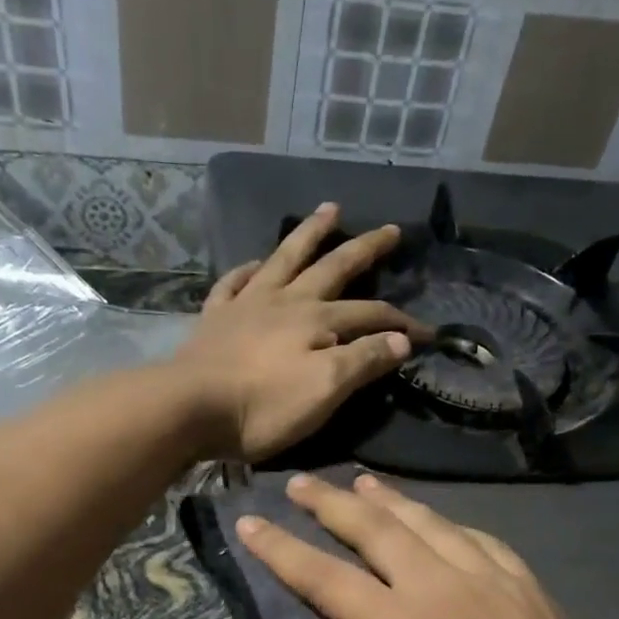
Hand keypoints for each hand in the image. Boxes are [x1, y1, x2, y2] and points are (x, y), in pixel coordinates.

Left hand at [173, 203, 431, 460]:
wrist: (190, 408)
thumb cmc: (264, 407)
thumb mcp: (325, 390)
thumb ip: (364, 361)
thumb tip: (401, 339)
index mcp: (317, 321)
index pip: (371, 315)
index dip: (402, 323)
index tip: (428, 333)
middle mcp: (286, 301)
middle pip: (333, 268)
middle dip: (365, 249)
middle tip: (390, 229)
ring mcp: (247, 304)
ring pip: (286, 259)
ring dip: (310, 234)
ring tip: (330, 210)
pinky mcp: (216, 318)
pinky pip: (235, 282)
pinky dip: (248, 270)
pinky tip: (254, 264)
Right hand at [236, 472, 618, 618]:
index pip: (326, 575)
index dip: (282, 548)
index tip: (249, 521)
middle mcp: (443, 586)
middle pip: (376, 529)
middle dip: (331, 503)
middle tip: (299, 482)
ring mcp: (491, 579)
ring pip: (428, 522)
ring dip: (388, 499)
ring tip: (360, 482)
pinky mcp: (526, 585)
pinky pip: (476, 536)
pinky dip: (444, 520)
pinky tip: (436, 520)